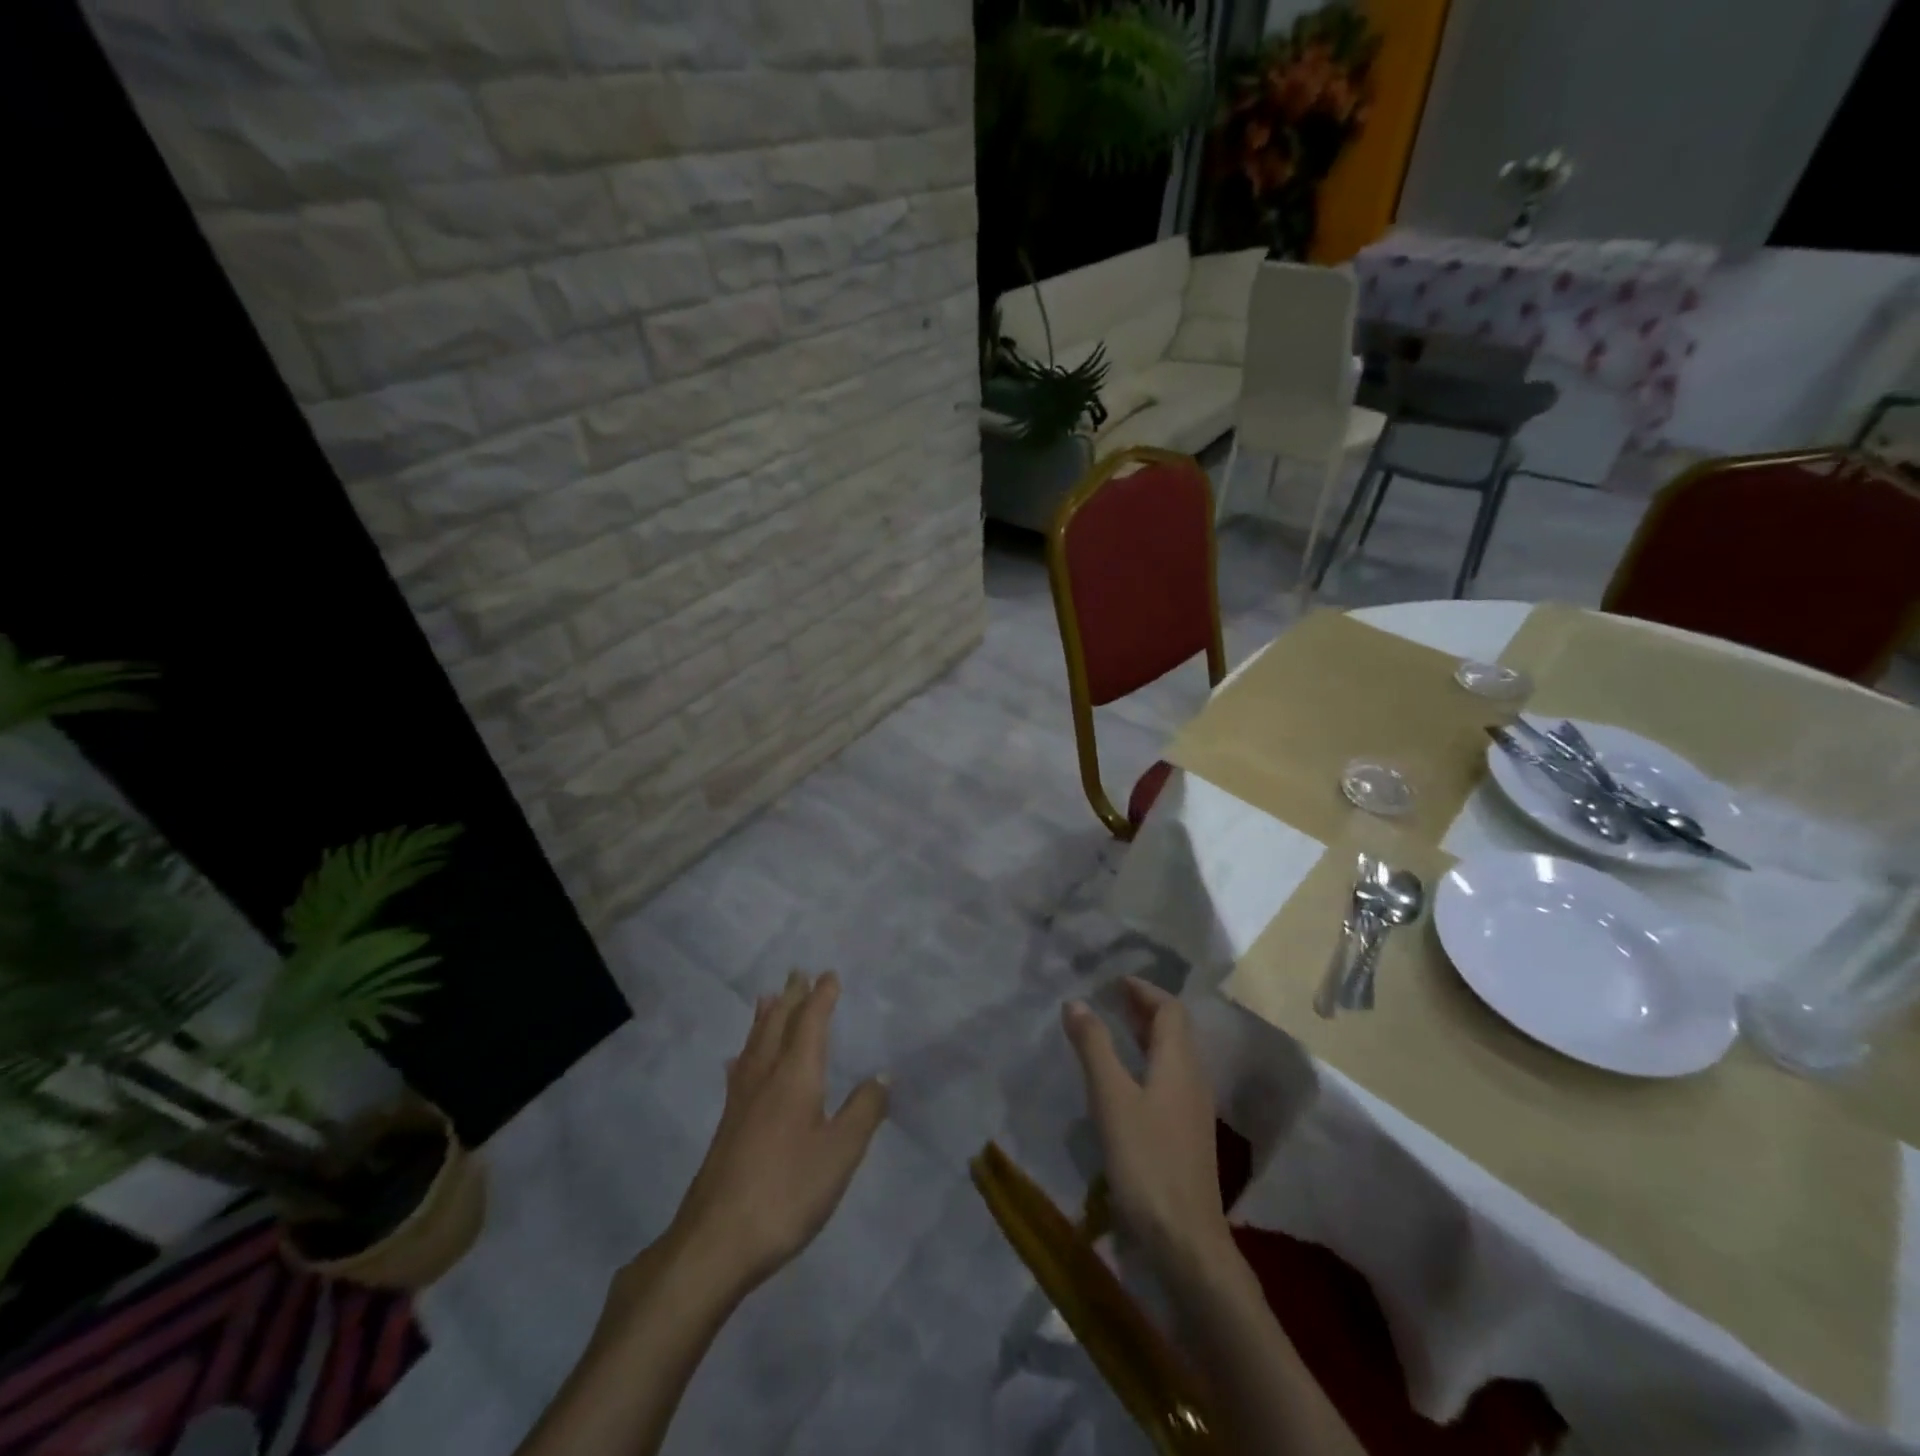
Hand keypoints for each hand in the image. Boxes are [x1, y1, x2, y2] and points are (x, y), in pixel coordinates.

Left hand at [657, 972, 887, 1300]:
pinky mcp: (727, 1127)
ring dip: (765, 1018)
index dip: (821, 998)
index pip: (810, 1024)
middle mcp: (765, 1078)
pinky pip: (739, 1071)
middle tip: (797, 973)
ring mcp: (741, 1102)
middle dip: (791, 998)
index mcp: (795, 1077)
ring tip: (767, 998)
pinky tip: (736, 1062)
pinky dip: (744, 1054)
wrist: (715, 1242)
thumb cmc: (786, 1192)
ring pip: (754, 1045)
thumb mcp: (839, 1154)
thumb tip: (882, 1074)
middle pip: (777, 1026)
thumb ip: (863, 1112)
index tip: (828, 974)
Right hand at [1063, 979, 1229, 1272]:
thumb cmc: (1147, 1161)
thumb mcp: (1112, 1098)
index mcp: (1179, 1063)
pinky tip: (1126, 1080)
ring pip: (1173, 1056)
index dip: (1145, 990)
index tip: (1115, 981)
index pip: (1170, 1010)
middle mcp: (1193, 1079)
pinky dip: (1148, 1063)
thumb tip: (1076, 1003)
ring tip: (1115, 1030)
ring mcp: (1193, 1110)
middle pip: (1175, 1030)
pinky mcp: (1187, 1135)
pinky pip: (1170, 1080)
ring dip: (1147, 1036)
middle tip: (1111, 999)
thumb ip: (1094, 1047)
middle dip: (1144, 1009)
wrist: (1186, 1241)